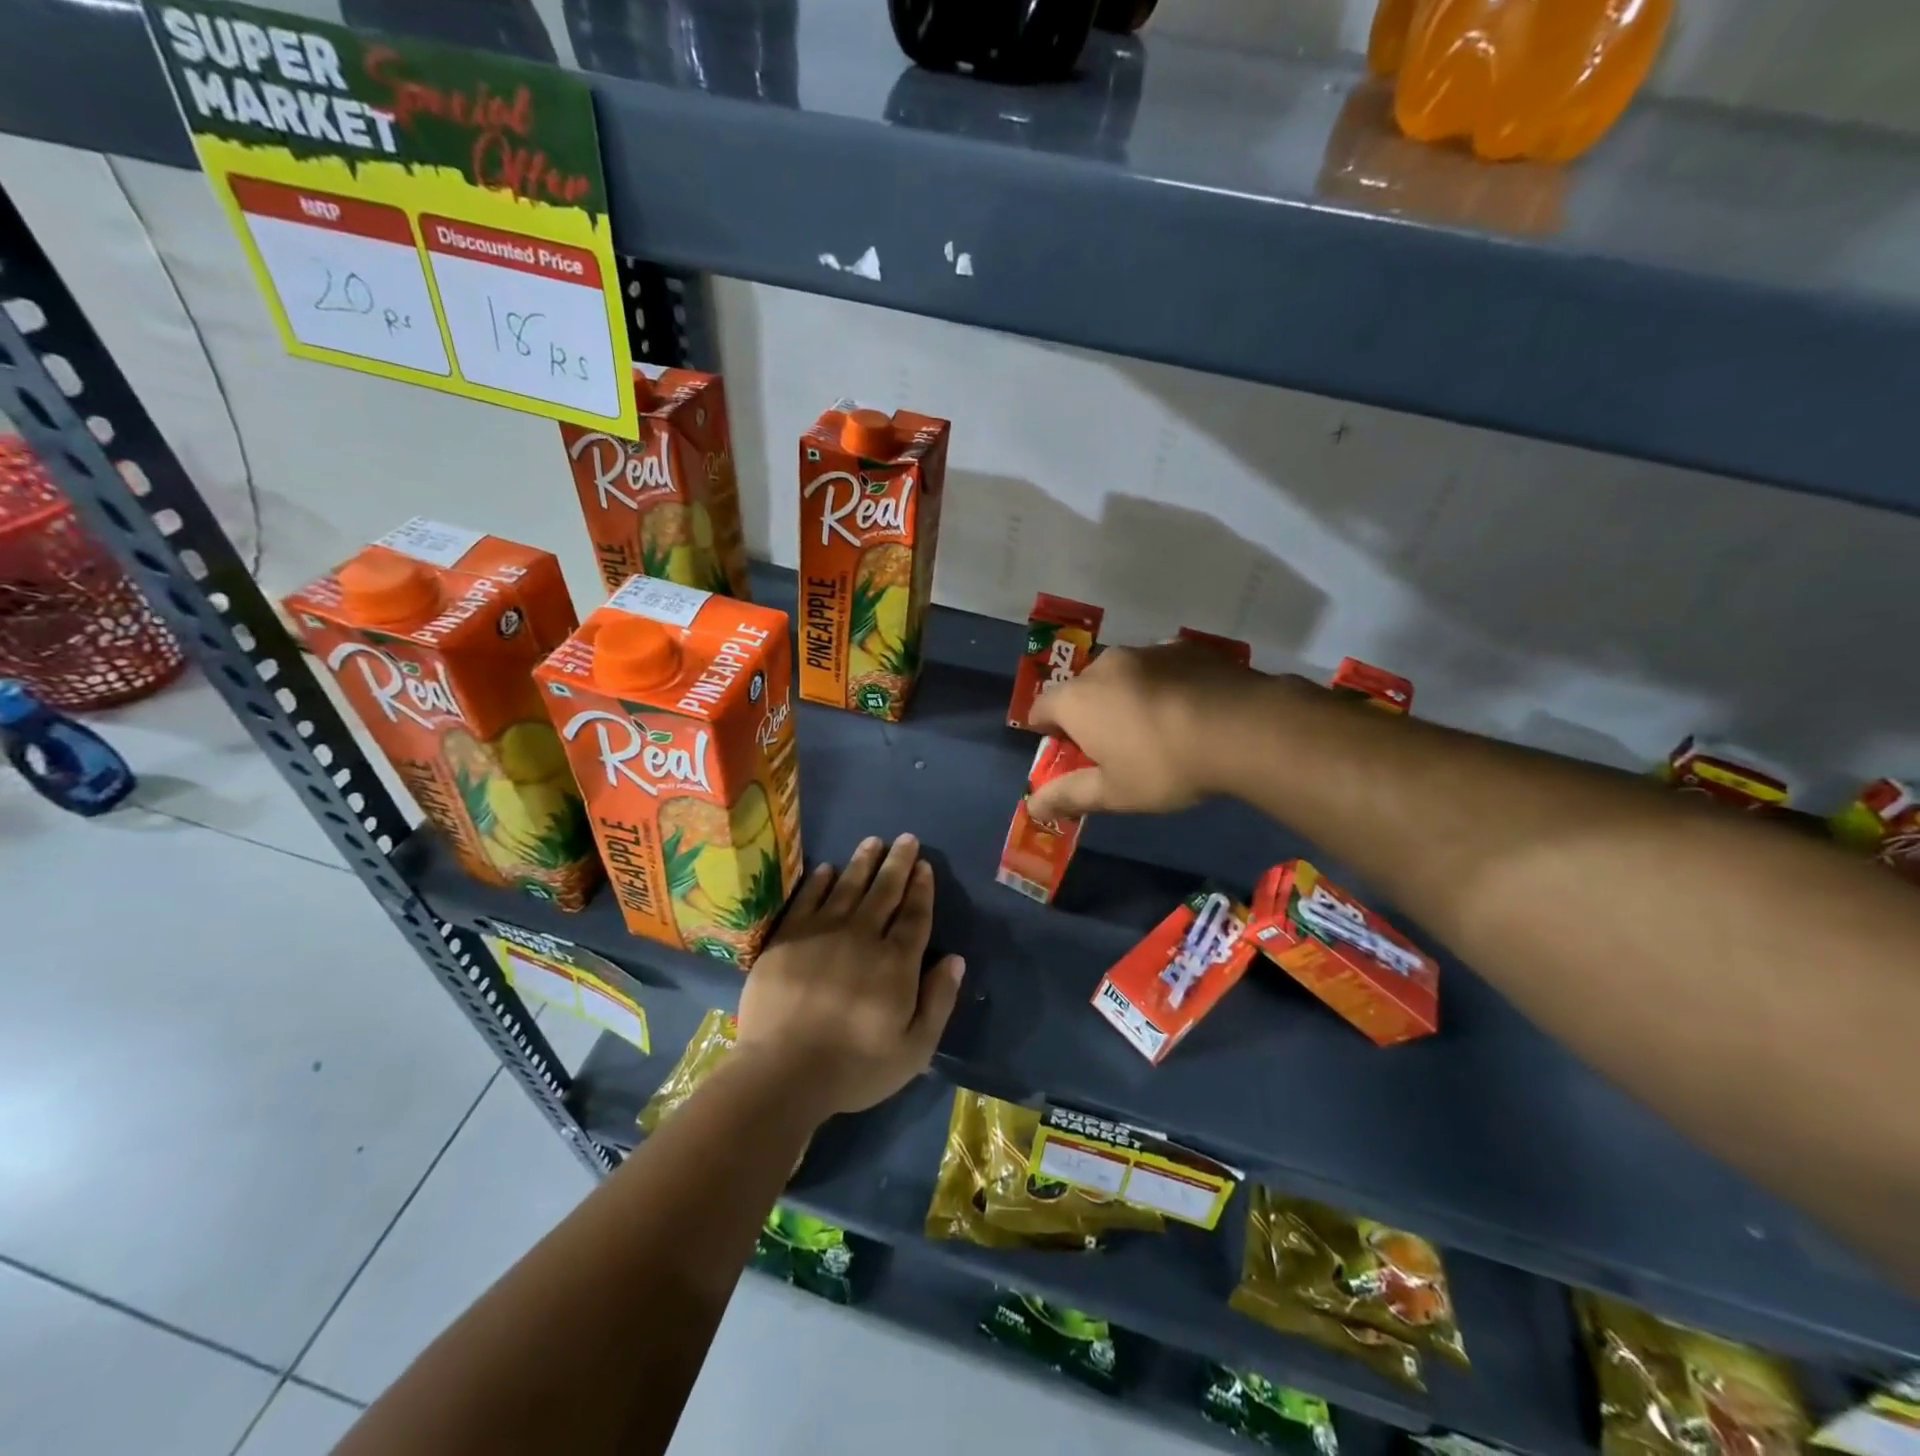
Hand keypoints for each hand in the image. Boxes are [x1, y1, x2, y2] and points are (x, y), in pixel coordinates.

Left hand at [734, 833, 963, 1119]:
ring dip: (862, 862)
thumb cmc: (854, 1067)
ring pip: (847, 887)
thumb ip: (939, 1000)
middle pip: (884, 891)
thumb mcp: (914, 1048)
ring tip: (873, 841)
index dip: (922, 889)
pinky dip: (819, 881)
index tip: (925, 866)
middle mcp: (862, 936)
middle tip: (906, 838)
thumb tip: (956, 959)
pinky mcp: (787, 939)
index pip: (914, 915)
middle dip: (898, 863)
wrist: (783, 1073)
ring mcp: (821, 933)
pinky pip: (807, 899)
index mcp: (895, 962)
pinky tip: (827, 869)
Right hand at [1028, 641, 1276, 820]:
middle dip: (1088, 713)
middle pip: (1082, 688)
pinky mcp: (1186, 647)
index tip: (1062, 750)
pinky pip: (1159, 666)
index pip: (1041, 707)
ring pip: (1122, 674)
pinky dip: (1161, 684)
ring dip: (1125, 696)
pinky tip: (1186, 709)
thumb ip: (1069, 796)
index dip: (1045, 730)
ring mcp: (1147, 650)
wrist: (1243, 728)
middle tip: (1111, 746)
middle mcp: (1105, 665)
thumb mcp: (1114, 792)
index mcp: (1077, 698)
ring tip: (1154, 727)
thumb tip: (1033, 806)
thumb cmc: (1164, 765)